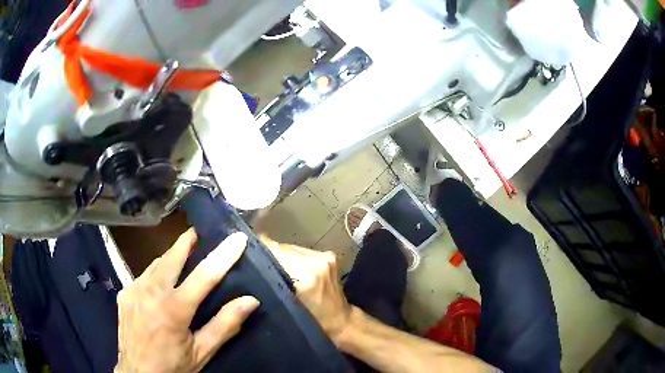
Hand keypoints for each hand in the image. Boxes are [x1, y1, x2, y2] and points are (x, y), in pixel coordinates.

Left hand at [116, 229, 259, 372]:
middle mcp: (150, 292)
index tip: (237, 239)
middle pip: (172, 257)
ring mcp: (133, 290)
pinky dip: (155, 274)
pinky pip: (143, 276)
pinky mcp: (124, 294)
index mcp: (173, 309)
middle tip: (198, 234)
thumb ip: (225, 325)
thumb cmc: (173, 367)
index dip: (223, 255)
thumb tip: (250, 301)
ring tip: (181, 256)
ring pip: (155, 264)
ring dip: (170, 257)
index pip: (204, 276)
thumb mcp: (202, 352)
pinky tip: (159, 284)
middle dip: (186, 242)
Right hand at [260, 236, 351, 341]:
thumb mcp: (286, 308)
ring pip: (291, 247)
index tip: (243, 253)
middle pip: (282, 247)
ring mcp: (325, 257)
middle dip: (268, 253)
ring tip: (271, 266)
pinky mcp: (330, 255)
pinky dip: (293, 256)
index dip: (258, 250)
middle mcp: (316, 262)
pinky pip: (302, 251)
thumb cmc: (312, 322)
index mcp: (306, 277)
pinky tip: (290, 267)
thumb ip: (271, 284)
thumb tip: (251, 264)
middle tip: (255, 262)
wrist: (342, 322)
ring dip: (281, 255)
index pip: (274, 251)